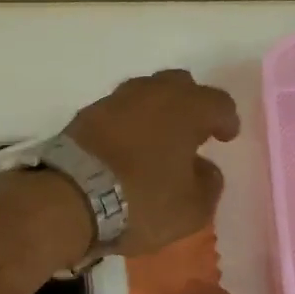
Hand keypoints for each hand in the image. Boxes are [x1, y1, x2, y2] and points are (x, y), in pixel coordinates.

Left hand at [63, 70, 239, 256]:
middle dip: (190, 104)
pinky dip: (127, 123)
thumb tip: (203, 168)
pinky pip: (116, 112)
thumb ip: (208, 184)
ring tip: (157, 138)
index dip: (226, 119)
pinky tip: (125, 146)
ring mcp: (113, 101)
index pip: (217, 102)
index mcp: (185, 108)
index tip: (225, 136)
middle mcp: (150, 94)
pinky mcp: (83, 116)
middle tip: (193, 130)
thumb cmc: (141, 202)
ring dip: (155, 111)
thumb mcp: (191, 208)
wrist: (69, 198)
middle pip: (178, 85)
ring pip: (143, 94)